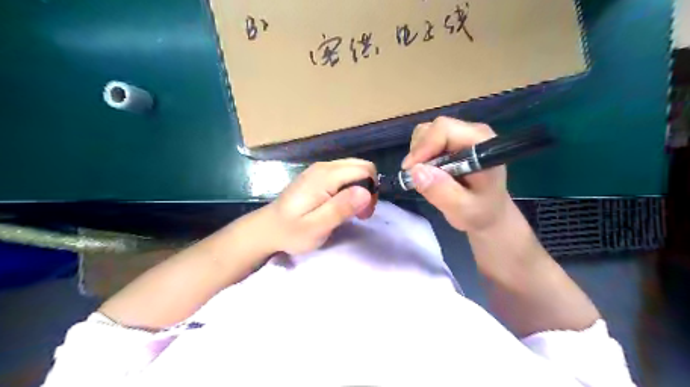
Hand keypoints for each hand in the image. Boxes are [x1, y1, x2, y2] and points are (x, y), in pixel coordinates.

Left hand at [261, 159, 376, 254]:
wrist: (267, 228)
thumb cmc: (292, 231)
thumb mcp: (317, 227)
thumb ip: (341, 208)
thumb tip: (366, 192)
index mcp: (325, 176)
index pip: (364, 170)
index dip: (371, 190)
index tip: (363, 213)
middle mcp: (324, 167)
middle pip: (362, 166)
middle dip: (369, 188)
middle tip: (360, 213)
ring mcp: (320, 169)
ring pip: (354, 169)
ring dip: (361, 188)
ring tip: (352, 211)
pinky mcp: (317, 175)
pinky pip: (344, 173)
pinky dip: (351, 187)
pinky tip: (341, 204)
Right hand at [402, 116, 508, 231]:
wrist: (488, 213)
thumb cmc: (480, 212)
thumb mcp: (461, 209)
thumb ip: (441, 191)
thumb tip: (416, 171)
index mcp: (482, 144)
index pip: (445, 129)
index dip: (424, 146)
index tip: (411, 170)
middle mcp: (473, 132)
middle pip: (434, 128)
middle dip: (419, 151)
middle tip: (414, 176)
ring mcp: (462, 134)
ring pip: (427, 131)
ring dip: (418, 153)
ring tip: (423, 176)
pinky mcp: (452, 140)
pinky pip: (427, 139)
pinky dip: (420, 155)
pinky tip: (428, 171)